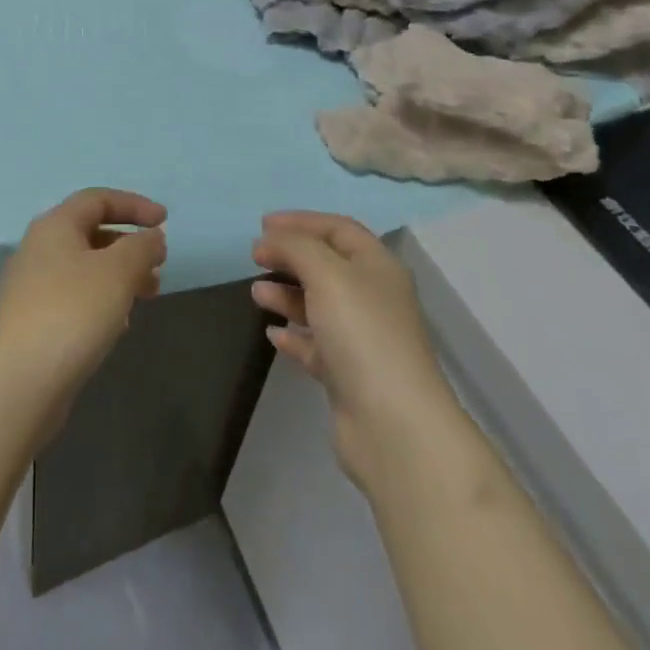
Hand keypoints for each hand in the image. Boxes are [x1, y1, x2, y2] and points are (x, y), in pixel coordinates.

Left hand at [0, 188, 167, 419]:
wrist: (16, 383)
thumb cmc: (71, 313)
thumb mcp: (117, 272)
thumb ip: (141, 247)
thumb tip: (152, 237)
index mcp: (56, 225)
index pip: (98, 199)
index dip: (134, 205)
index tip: (165, 222)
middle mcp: (40, 249)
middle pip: (92, 233)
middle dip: (130, 246)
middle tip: (159, 267)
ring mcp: (34, 287)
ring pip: (86, 268)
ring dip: (120, 276)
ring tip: (147, 297)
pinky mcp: (34, 322)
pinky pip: (76, 298)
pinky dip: (103, 301)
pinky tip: (119, 325)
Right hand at [251, 212, 457, 491]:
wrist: (394, 427)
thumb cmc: (362, 334)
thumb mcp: (327, 274)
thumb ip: (295, 247)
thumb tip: (270, 239)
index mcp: (378, 267)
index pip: (339, 229)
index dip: (301, 221)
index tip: (262, 225)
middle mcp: (373, 298)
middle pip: (328, 265)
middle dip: (291, 256)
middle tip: (255, 257)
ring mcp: (363, 340)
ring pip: (319, 305)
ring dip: (287, 295)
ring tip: (256, 293)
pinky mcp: (349, 376)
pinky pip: (316, 346)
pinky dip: (294, 335)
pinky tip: (273, 334)